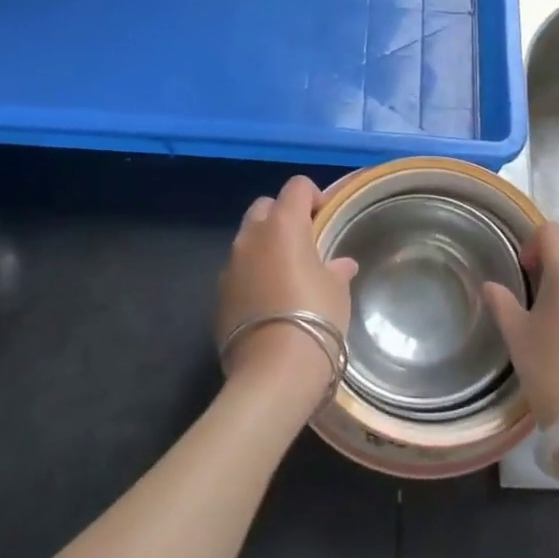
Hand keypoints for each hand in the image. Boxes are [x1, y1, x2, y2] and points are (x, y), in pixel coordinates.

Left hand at [216, 176, 356, 391]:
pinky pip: (238, 271)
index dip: (313, 196)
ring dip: (265, 247)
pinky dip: (252, 275)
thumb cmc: (316, 317)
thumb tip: (340, 265)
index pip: (297, 187)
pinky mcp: (218, 295)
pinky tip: (269, 302)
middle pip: (265, 207)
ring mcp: (230, 266)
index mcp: (283, 224)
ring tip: (286, 274)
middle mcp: (251, 237)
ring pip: (247, 240)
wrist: (273, 371)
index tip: (325, 217)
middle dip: (283, 215)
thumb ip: (336, 269)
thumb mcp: (337, 291)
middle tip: (304, 242)